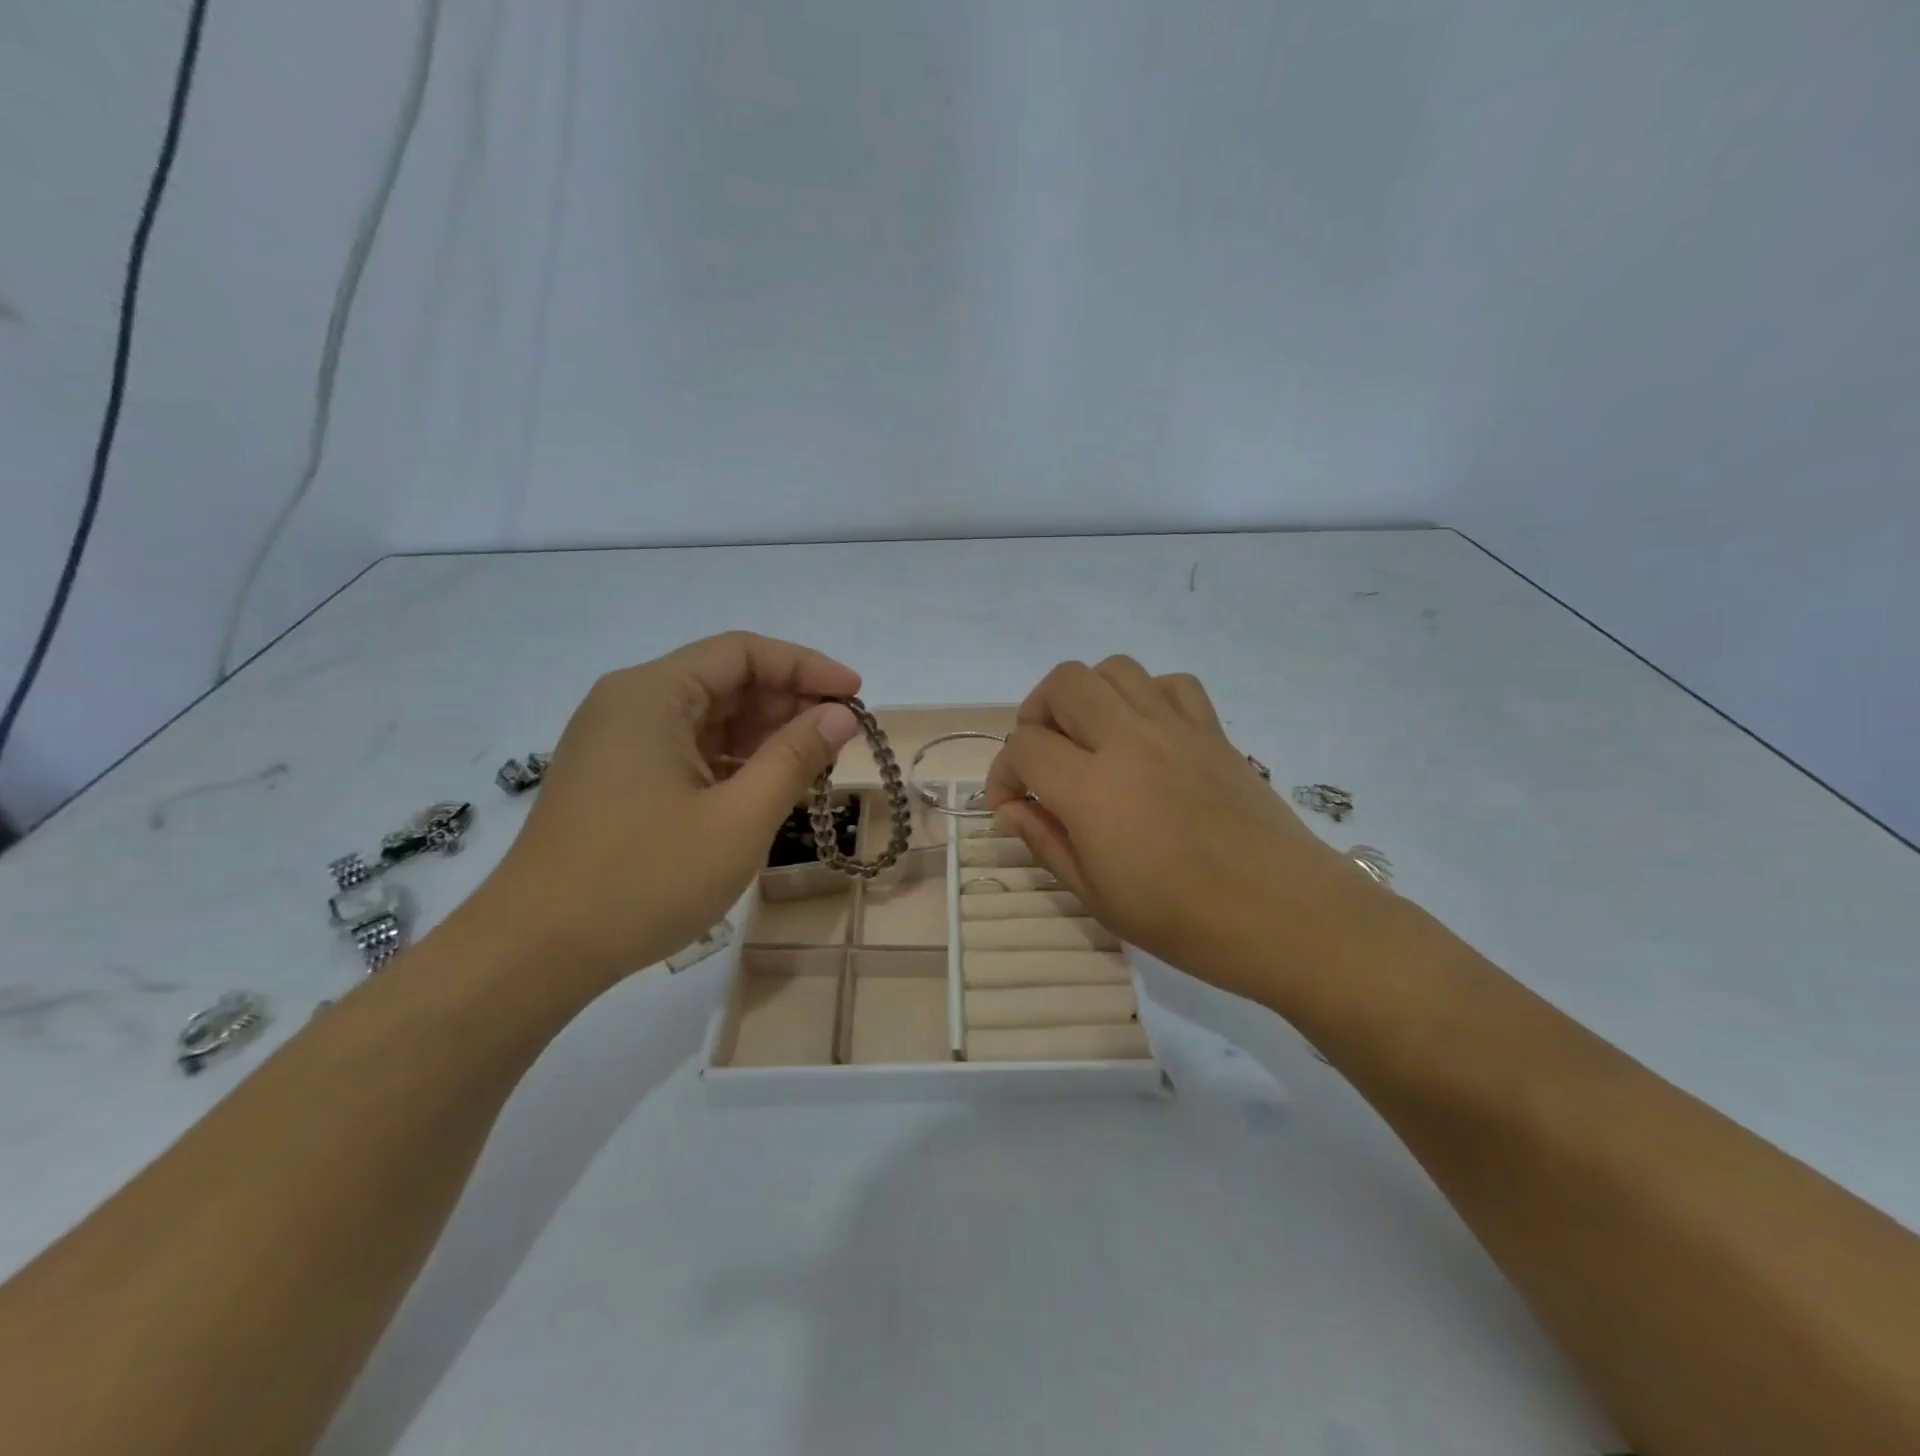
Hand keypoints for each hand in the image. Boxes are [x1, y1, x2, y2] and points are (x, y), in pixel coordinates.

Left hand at [466, 632, 862, 989]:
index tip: (856, 696)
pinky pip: (687, 752)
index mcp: (652, 694)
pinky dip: (733, 763)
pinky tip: (766, 790)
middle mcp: (630, 704)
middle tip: (842, 737)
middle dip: (788, 703)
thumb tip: (841, 714)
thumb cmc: (643, 879)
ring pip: (708, 719)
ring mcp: (618, 743)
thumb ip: (795, 757)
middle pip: (725, 681)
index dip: (807, 667)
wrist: (533, 954)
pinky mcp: (616, 779)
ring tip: (814, 766)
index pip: (743, 653)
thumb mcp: (738, 819)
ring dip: (764, 736)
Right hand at [985, 656, 1389, 1004]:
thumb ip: (1045, 843)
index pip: (1024, 747)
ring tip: (1090, 739)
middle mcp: (1129, 740)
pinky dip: (1147, 696)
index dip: (1003, 772)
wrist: (1285, 915)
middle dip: (1036, 714)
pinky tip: (1147, 735)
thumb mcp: (1097, 896)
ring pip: (1115, 669)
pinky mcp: (1214, 731)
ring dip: (1088, 696)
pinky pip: (1172, 684)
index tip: (1009, 804)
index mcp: (1091, 788)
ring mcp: (1176, 728)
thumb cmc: (1184, 920)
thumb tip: (1011, 810)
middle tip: (1043, 758)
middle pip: (1063, 684)